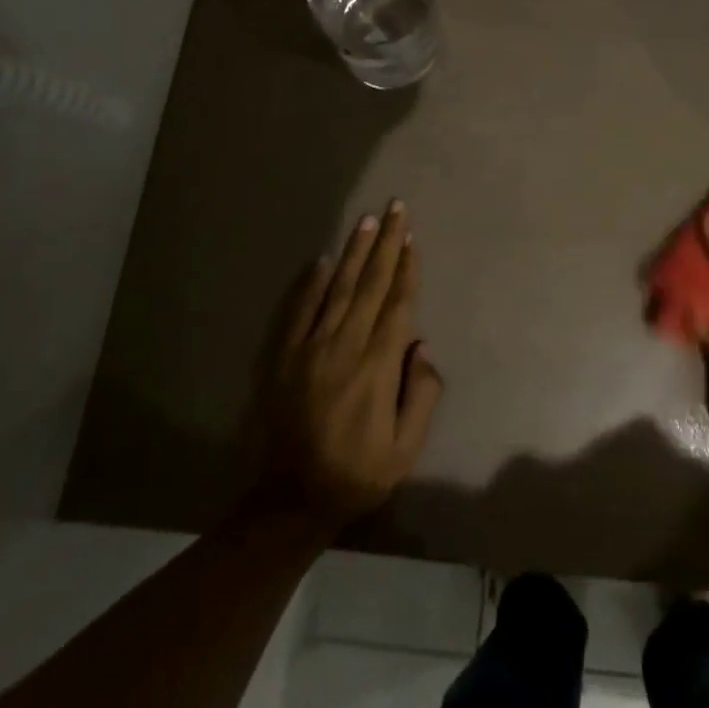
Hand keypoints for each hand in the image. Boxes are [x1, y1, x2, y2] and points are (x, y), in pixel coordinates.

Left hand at [248, 200, 443, 533]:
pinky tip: (324, 259)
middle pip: (370, 284)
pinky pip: (301, 309)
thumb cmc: (357, 473)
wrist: (290, 499)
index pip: (397, 305)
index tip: (412, 238)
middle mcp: (345, 346)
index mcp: (377, 367)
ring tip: (367, 220)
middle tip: (394, 208)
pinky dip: (313, 282)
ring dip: (354, 252)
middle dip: (385, 244)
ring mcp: (311, 348)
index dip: (406, 269)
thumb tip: (422, 347)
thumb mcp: (406, 449)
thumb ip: (422, 395)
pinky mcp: (286, 356)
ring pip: (338, 288)